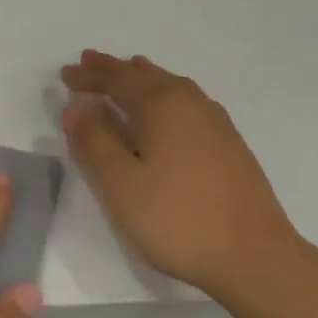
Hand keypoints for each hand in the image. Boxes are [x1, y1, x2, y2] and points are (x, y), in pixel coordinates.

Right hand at [60, 50, 303, 297]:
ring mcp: (216, 124)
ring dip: (142, 80)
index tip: (64, 74)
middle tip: (89, 61)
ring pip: (170, 88)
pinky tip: (164, 112)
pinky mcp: (228, 146)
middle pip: (146, 76)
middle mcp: (191, 104)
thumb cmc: (176, 218)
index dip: (88, 76)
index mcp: (163, 105)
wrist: (253, 256)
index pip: (117, 80)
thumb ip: (94, 142)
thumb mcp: (120, 184)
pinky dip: (163, 97)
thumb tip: (77, 108)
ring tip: (127, 73)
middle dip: (115, 70)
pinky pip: (186, 104)